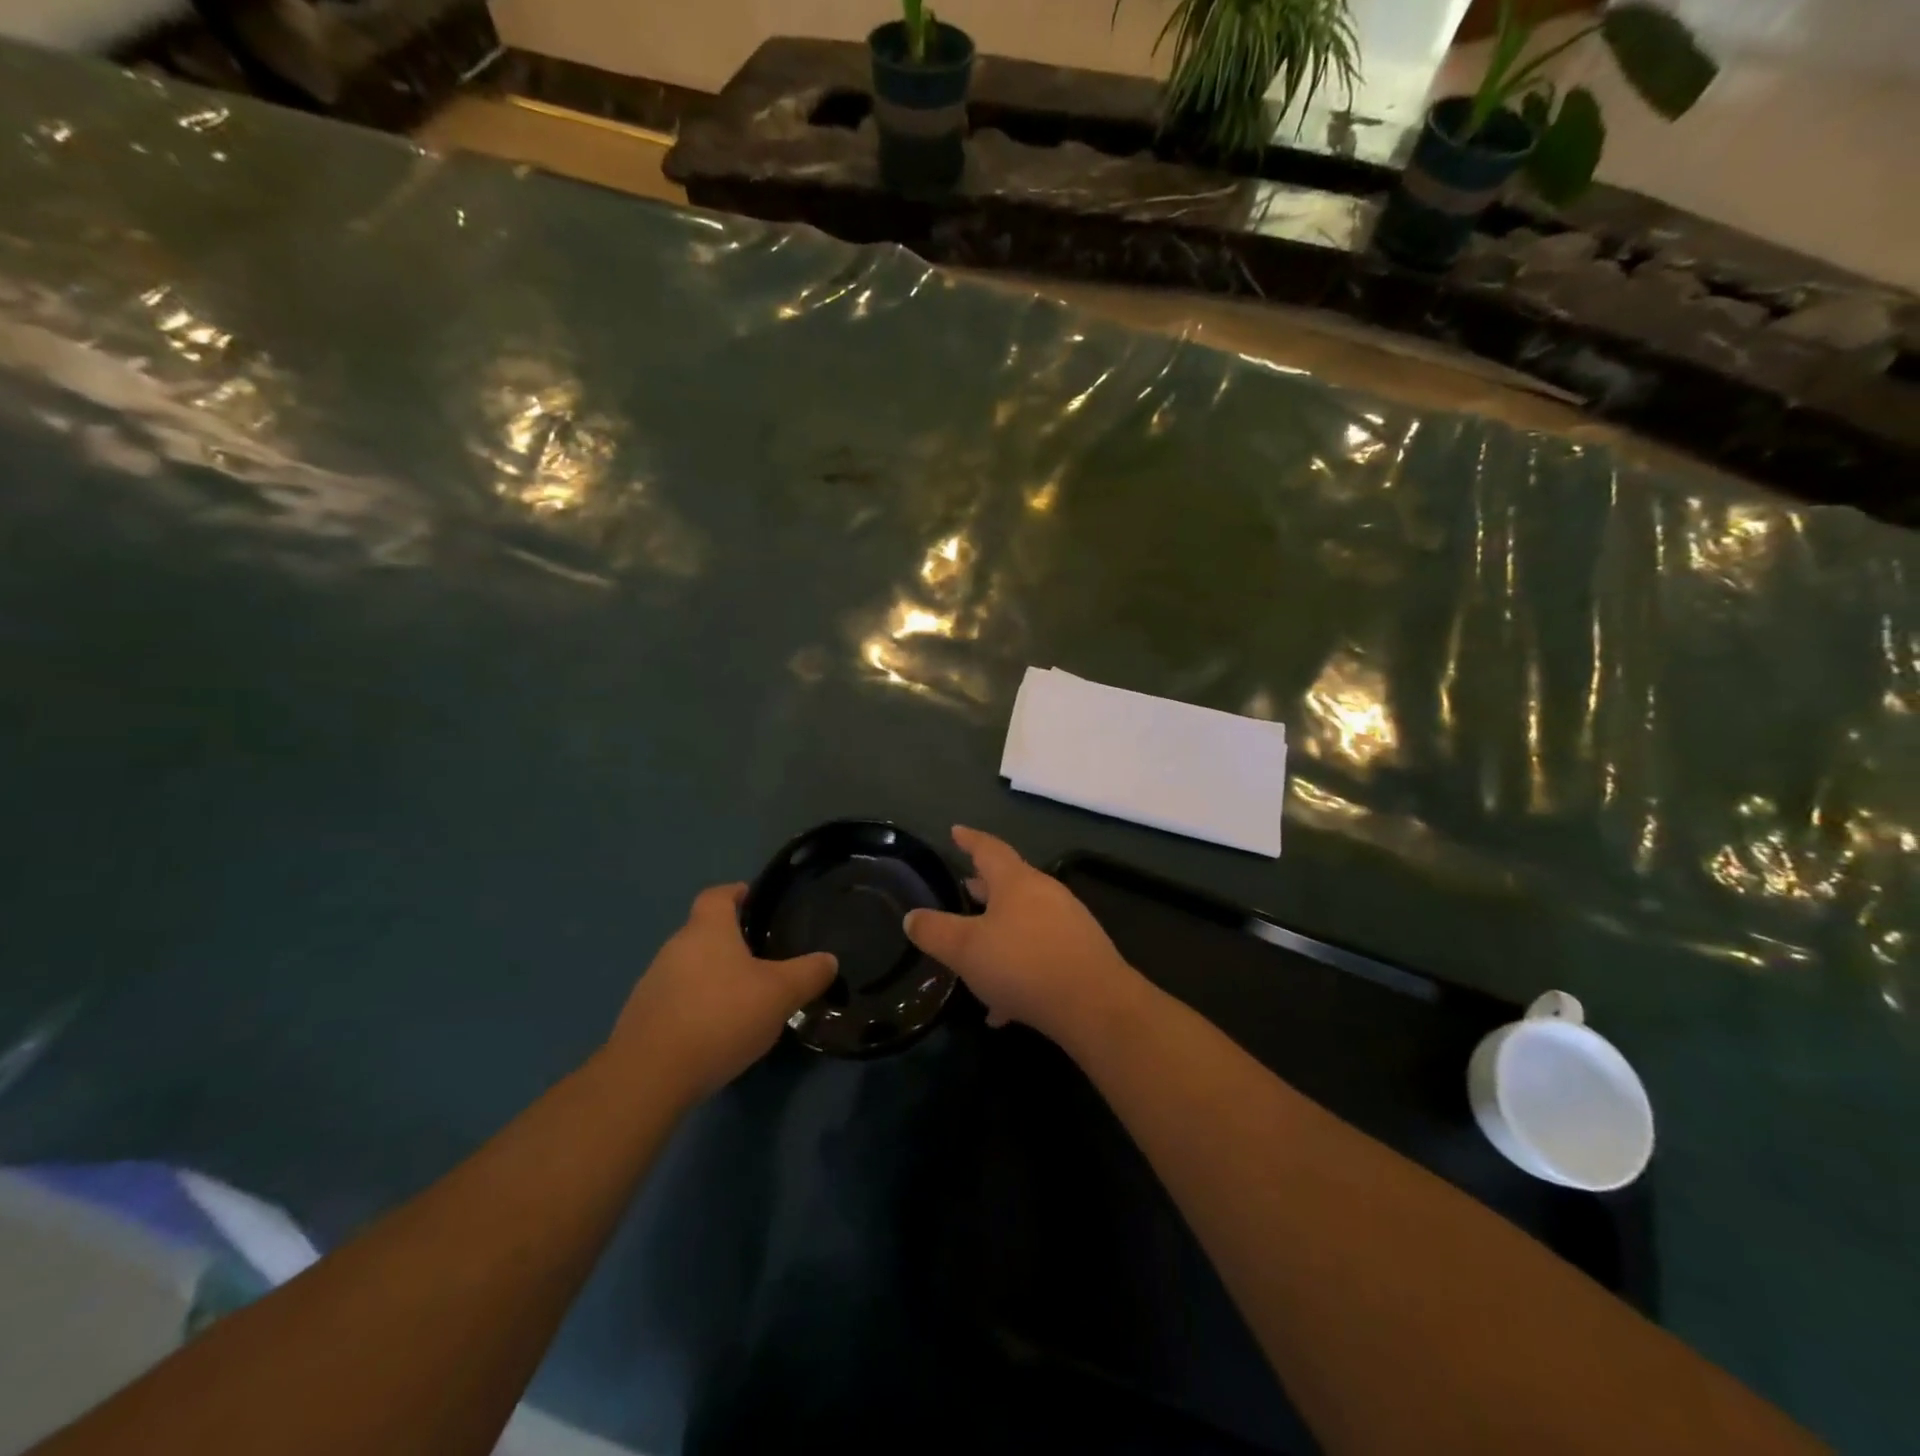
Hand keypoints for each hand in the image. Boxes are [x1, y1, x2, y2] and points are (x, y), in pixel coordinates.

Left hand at [604, 884, 836, 1101]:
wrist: (650, 1076)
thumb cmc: (721, 1016)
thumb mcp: (780, 994)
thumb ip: (808, 974)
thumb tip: (829, 960)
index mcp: (707, 930)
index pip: (717, 895)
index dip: (735, 893)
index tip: (753, 900)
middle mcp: (674, 948)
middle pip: (703, 933)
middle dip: (729, 942)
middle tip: (762, 959)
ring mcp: (652, 984)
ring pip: (689, 968)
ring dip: (712, 978)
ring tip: (742, 1000)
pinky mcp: (641, 1019)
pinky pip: (676, 1001)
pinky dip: (696, 1008)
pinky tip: (715, 1033)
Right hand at [903, 826, 1145, 1048]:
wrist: (1095, 1005)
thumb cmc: (1023, 964)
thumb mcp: (965, 949)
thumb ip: (935, 931)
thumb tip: (912, 916)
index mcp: (1016, 882)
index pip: (989, 849)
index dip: (970, 840)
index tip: (956, 831)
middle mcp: (1045, 894)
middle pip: (1009, 883)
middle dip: (984, 887)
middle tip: (964, 888)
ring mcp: (1068, 923)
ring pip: (1024, 921)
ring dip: (1000, 931)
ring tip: (977, 951)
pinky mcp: (1081, 954)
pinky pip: (1040, 953)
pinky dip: (1018, 967)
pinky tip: (1003, 1005)